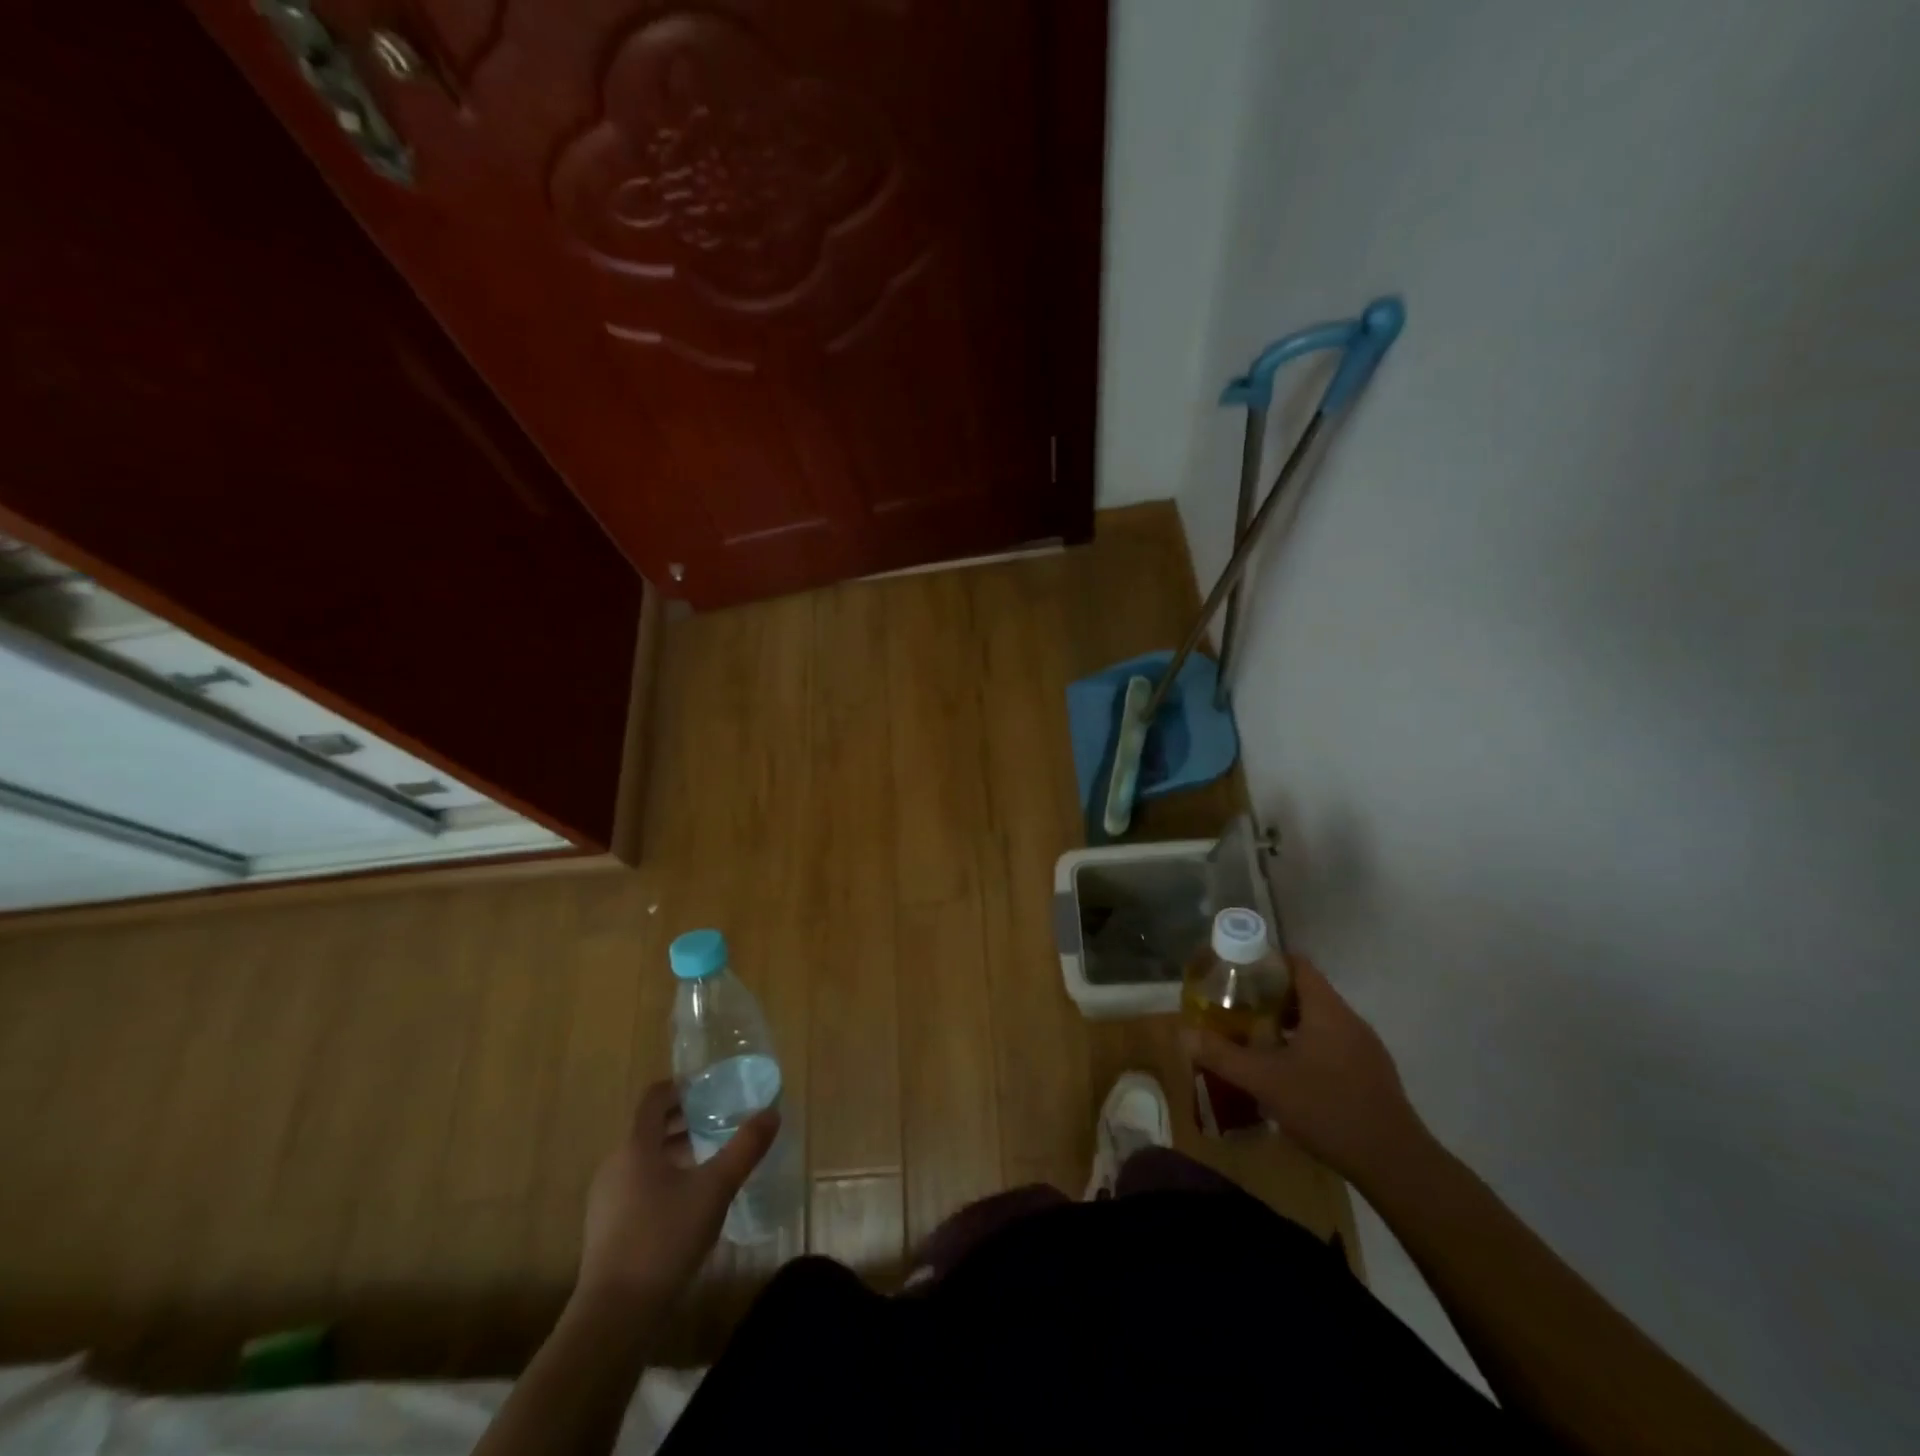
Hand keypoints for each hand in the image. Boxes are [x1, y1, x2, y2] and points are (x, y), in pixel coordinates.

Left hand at [578, 1079, 778, 1301]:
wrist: (614, 1317)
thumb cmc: (664, 1239)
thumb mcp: (715, 1189)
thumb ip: (744, 1148)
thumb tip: (772, 1113)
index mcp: (635, 1147)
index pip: (653, 1098)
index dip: (680, 1086)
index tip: (709, 1087)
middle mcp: (615, 1166)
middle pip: (648, 1128)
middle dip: (683, 1120)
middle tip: (718, 1119)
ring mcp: (606, 1200)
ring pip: (644, 1160)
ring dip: (675, 1151)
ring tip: (710, 1158)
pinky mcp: (607, 1230)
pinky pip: (637, 1187)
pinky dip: (663, 1179)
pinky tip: (689, 1201)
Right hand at [1182, 956, 1429, 1185]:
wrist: (1396, 1165)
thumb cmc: (1327, 1108)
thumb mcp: (1265, 1081)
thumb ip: (1223, 1055)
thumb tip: (1184, 1034)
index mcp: (1327, 1010)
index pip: (1297, 965)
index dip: (1266, 962)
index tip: (1236, 972)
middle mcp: (1349, 1021)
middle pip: (1306, 992)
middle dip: (1270, 996)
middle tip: (1236, 1008)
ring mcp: (1365, 1049)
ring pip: (1319, 1022)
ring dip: (1288, 1025)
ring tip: (1255, 1039)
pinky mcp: (1371, 1076)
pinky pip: (1332, 1046)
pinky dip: (1307, 1048)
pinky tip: (1288, 1075)